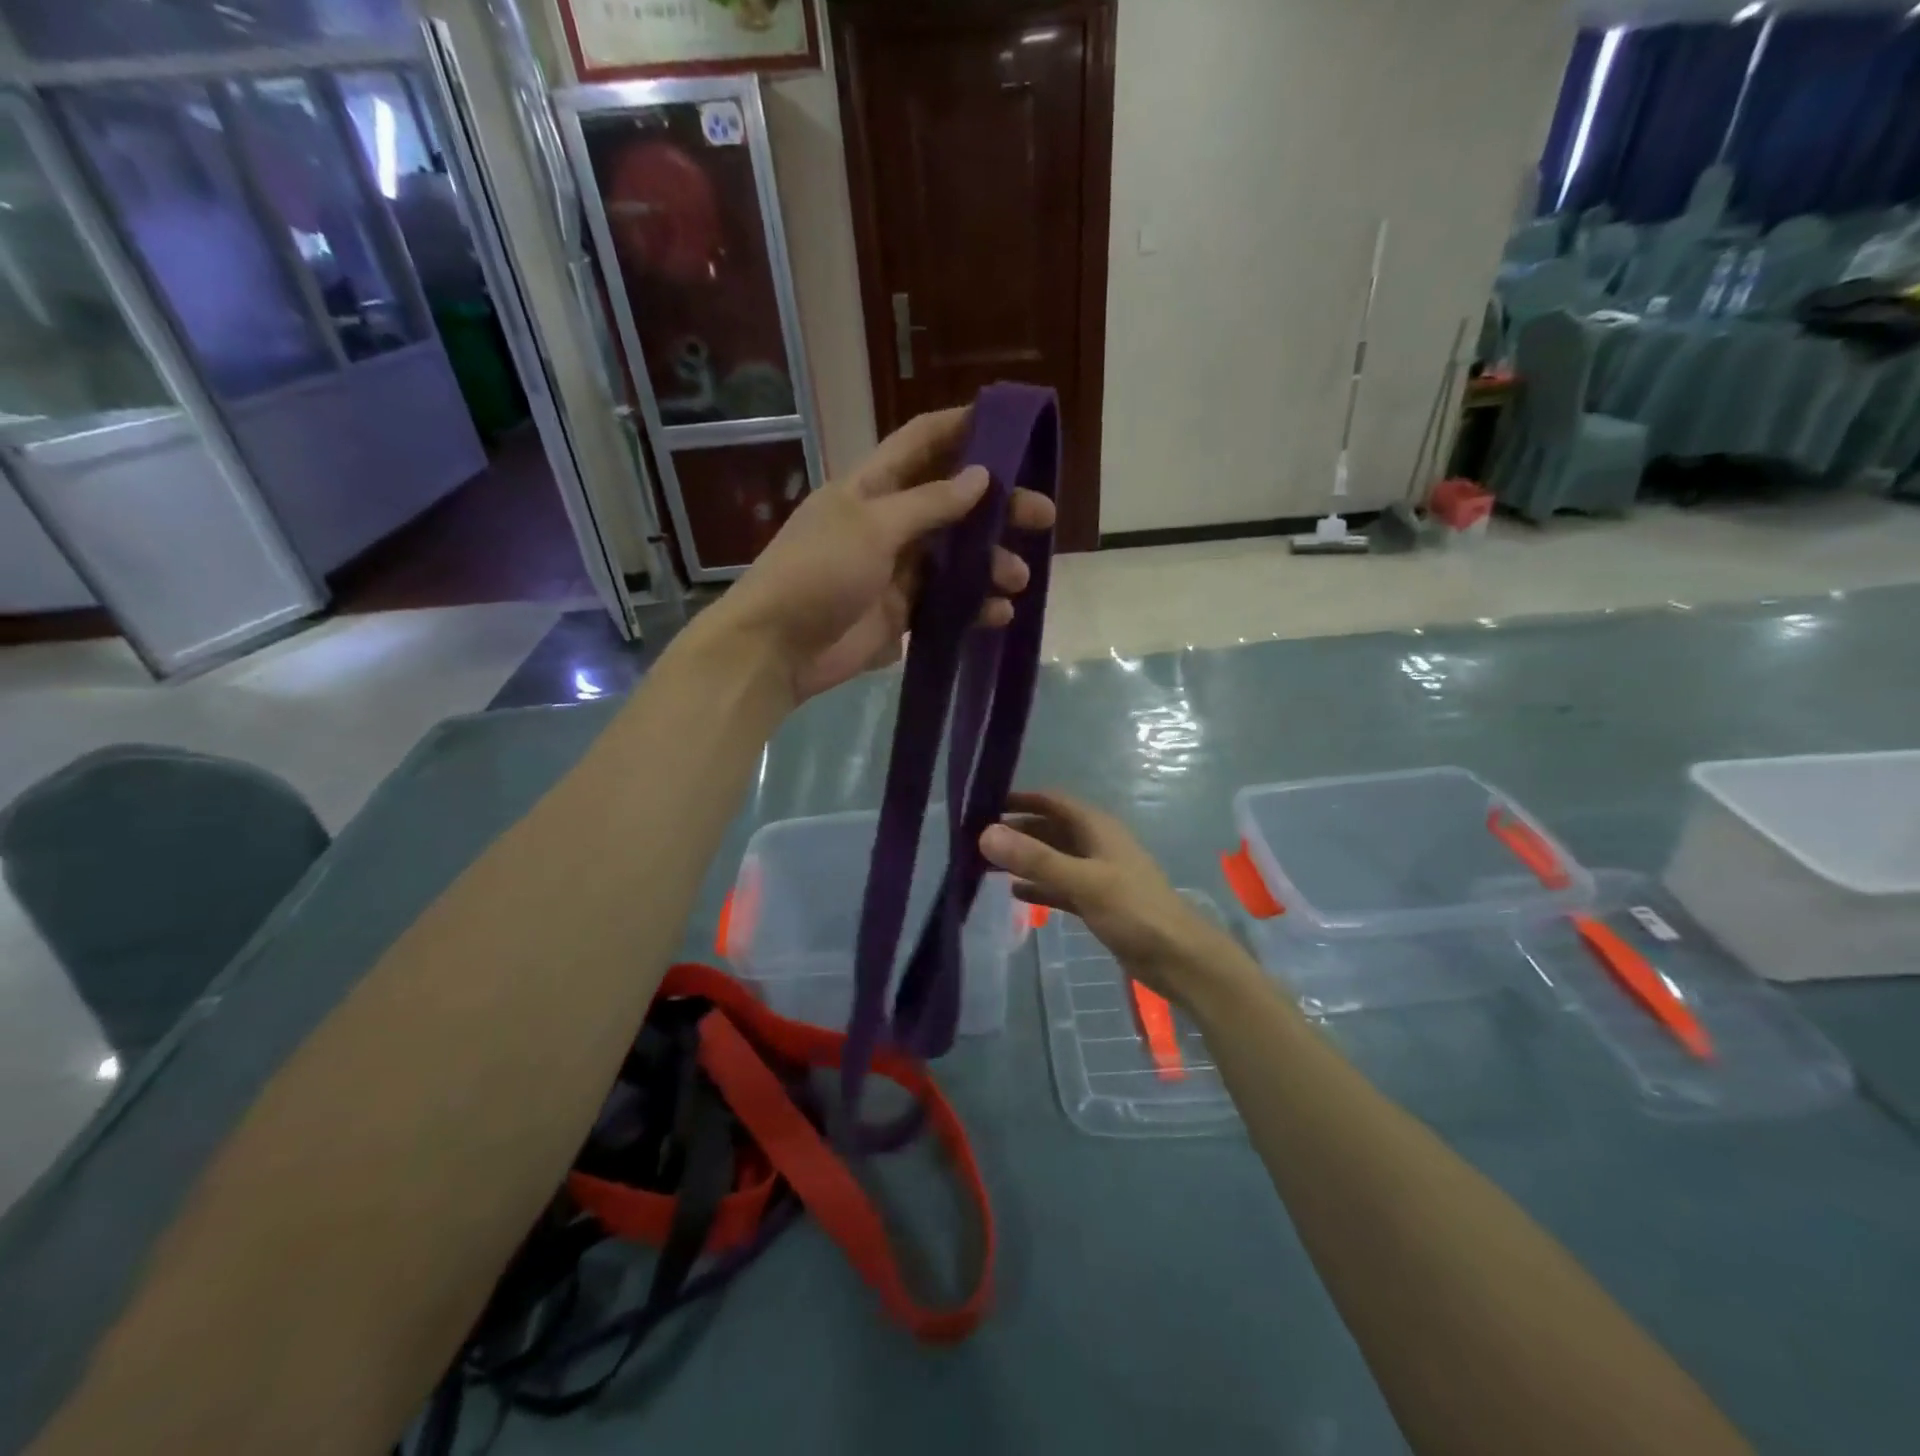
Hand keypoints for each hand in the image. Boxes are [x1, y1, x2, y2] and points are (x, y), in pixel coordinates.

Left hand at [707, 407, 1055, 704]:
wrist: (778, 649)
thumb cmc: (818, 573)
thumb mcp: (873, 528)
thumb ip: (929, 504)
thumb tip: (981, 476)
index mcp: (873, 488)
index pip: (922, 443)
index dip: (963, 428)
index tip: (1011, 425)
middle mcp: (889, 523)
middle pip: (953, 504)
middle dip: (998, 506)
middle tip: (1042, 515)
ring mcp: (896, 571)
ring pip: (956, 558)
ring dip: (990, 564)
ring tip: (1016, 578)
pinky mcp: (902, 614)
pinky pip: (948, 603)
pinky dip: (975, 606)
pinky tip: (998, 613)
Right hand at [980, 791, 1248, 1003]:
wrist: (1178, 958)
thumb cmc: (1134, 911)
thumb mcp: (1083, 881)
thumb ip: (1035, 859)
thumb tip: (986, 834)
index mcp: (1097, 828)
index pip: (1052, 801)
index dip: (1020, 799)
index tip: (983, 804)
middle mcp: (1095, 844)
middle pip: (1050, 829)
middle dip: (1017, 831)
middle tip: (976, 839)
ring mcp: (1097, 874)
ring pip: (1053, 858)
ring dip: (1024, 859)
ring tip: (986, 863)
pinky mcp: (1097, 902)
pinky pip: (1060, 886)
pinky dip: (1039, 886)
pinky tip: (1014, 892)